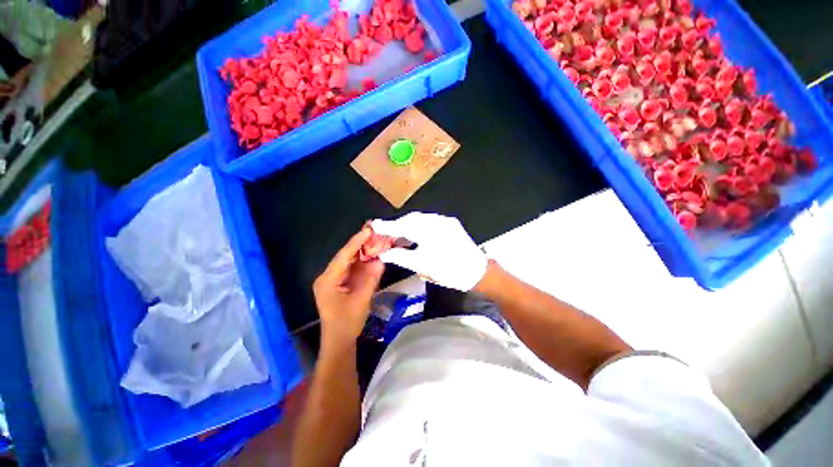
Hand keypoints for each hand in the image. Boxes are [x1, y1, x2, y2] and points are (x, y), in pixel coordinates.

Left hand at [313, 228, 384, 345]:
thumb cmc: (347, 323)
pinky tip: (372, 256)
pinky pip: (352, 269)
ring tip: (376, 241)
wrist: (339, 341)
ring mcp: (334, 280)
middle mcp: (328, 277)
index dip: (356, 242)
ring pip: (349, 261)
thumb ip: (371, 279)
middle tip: (375, 233)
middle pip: (345, 256)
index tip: (368, 231)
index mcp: (328, 280)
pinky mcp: (340, 283)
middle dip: (360, 245)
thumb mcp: (361, 301)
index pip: (343, 256)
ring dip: (362, 252)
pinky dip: (363, 262)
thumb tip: (380, 261)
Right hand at [371, 212, 487, 291]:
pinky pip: (429, 221)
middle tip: (385, 234)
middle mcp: (438, 220)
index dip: (387, 227)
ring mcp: (445, 221)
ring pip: (420, 219)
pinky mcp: (450, 223)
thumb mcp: (422, 266)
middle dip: (397, 226)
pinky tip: (413, 235)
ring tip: (397, 236)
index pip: (403, 226)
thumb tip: (384, 253)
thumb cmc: (449, 271)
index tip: (373, 226)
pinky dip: (418, 227)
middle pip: (411, 219)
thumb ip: (401, 257)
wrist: (478, 272)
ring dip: (407, 226)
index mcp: (430, 231)